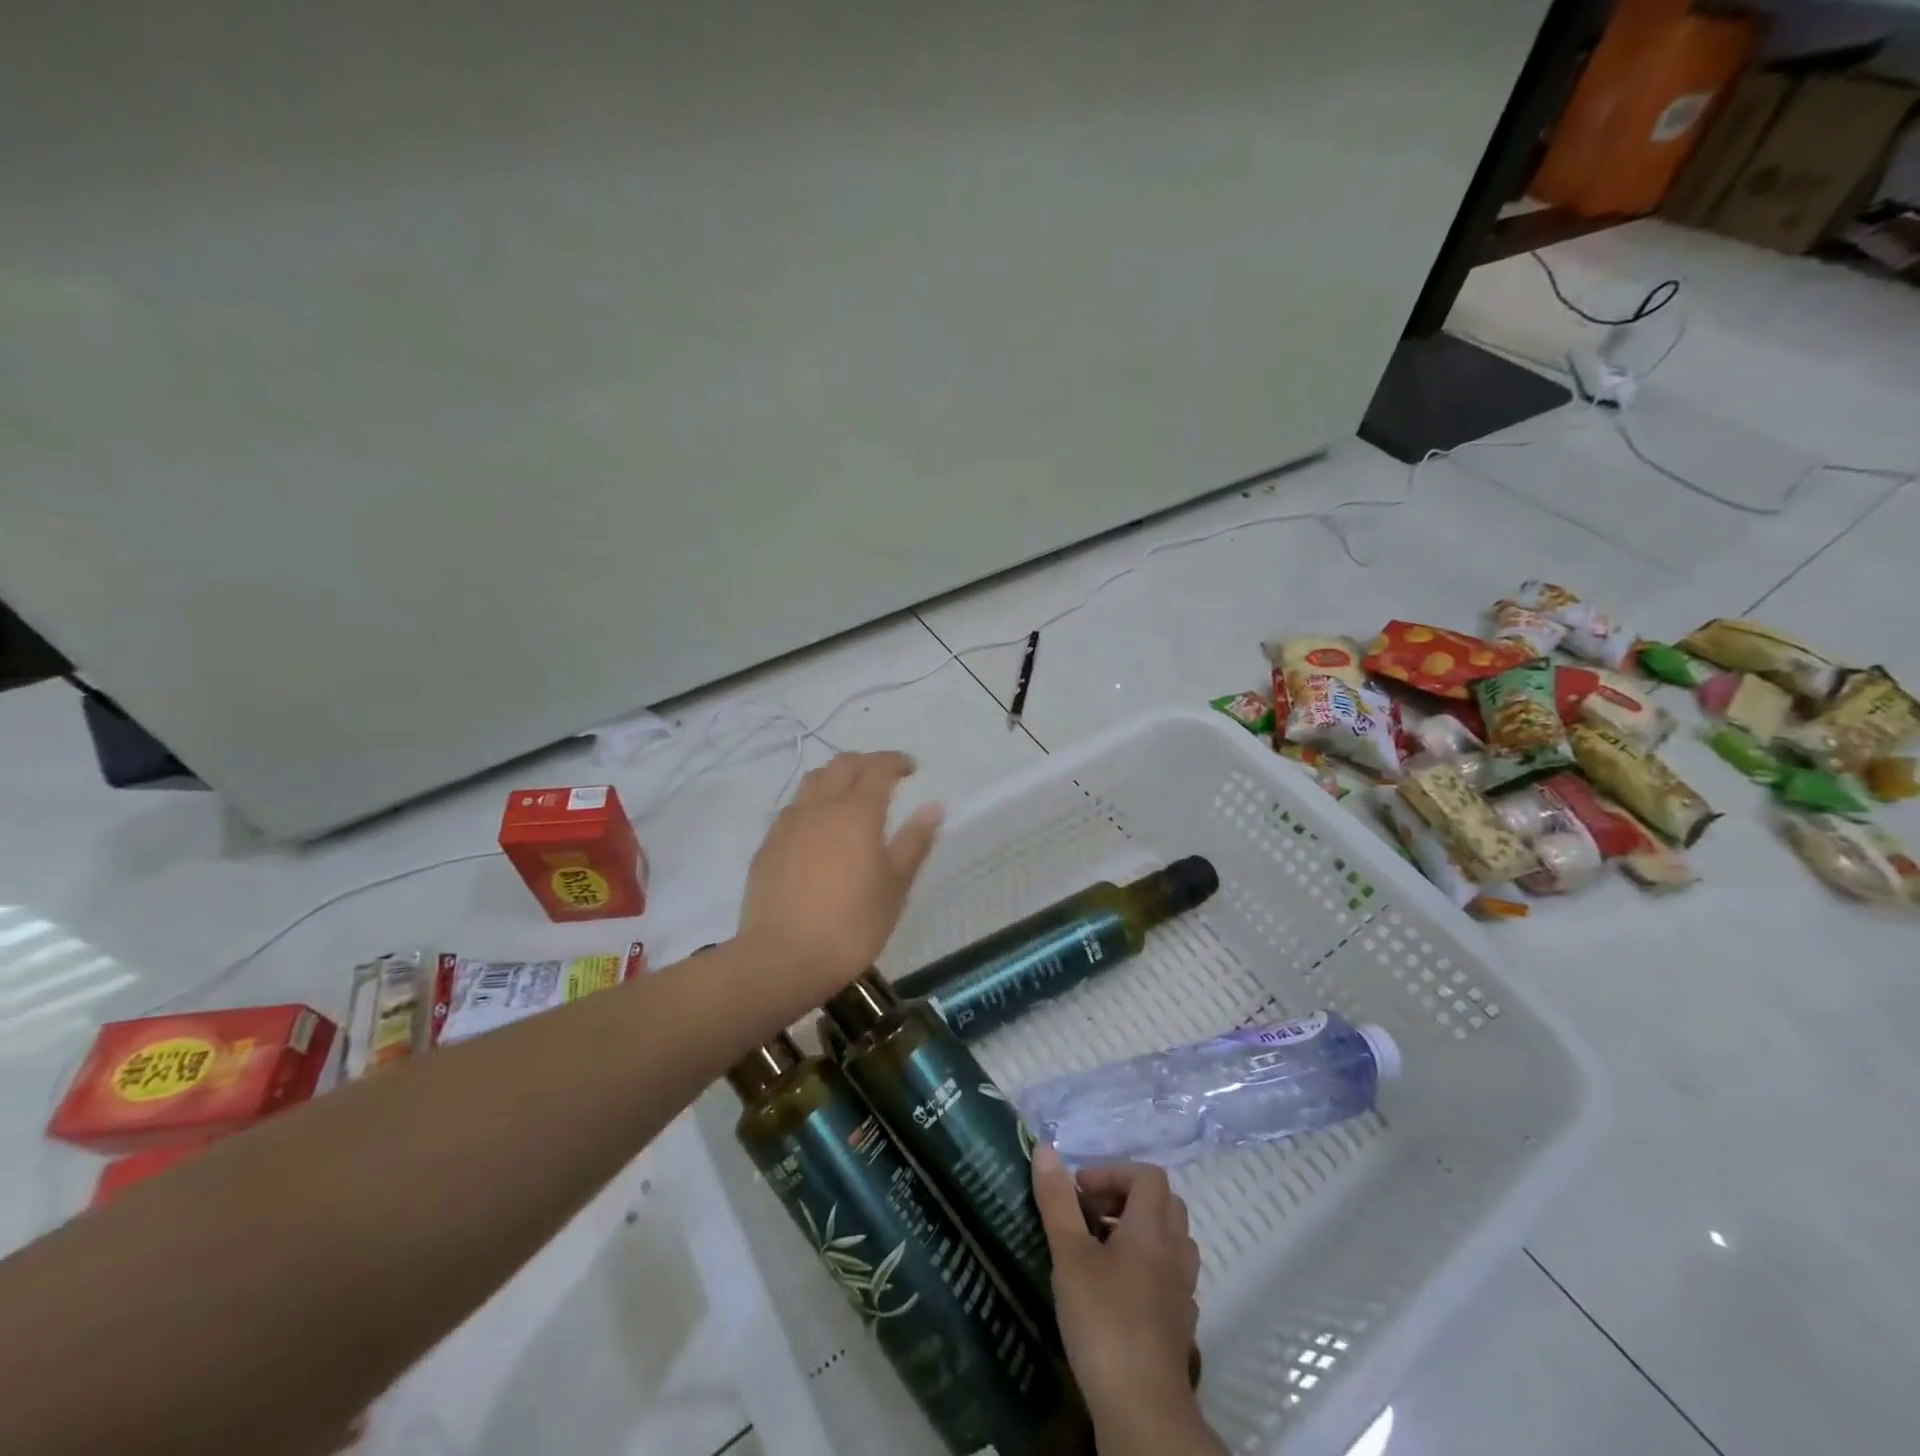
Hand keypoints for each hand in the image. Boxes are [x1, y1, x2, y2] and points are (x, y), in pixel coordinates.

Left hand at [735, 751, 942, 1012]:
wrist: (783, 959)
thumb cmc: (852, 925)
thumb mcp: (895, 887)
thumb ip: (914, 842)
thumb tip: (933, 807)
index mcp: (856, 812)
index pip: (877, 768)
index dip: (896, 761)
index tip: (911, 769)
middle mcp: (820, 807)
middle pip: (842, 765)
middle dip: (866, 763)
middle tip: (885, 777)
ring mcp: (788, 824)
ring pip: (813, 782)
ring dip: (836, 778)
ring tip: (851, 797)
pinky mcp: (767, 846)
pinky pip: (794, 809)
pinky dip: (813, 804)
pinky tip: (819, 829)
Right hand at [1032, 1148, 1221, 1455]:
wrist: (1142, 1410)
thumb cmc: (1103, 1320)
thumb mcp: (1070, 1255)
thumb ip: (1058, 1201)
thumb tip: (1045, 1148)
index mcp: (1151, 1229)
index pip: (1147, 1176)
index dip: (1113, 1173)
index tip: (1079, 1191)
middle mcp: (1175, 1252)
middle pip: (1164, 1204)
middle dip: (1126, 1198)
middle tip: (1090, 1215)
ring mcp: (1182, 1291)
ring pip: (1171, 1241)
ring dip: (1140, 1233)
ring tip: (1103, 1249)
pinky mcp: (1180, 1326)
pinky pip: (1171, 1278)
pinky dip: (1148, 1269)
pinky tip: (1120, 1290)